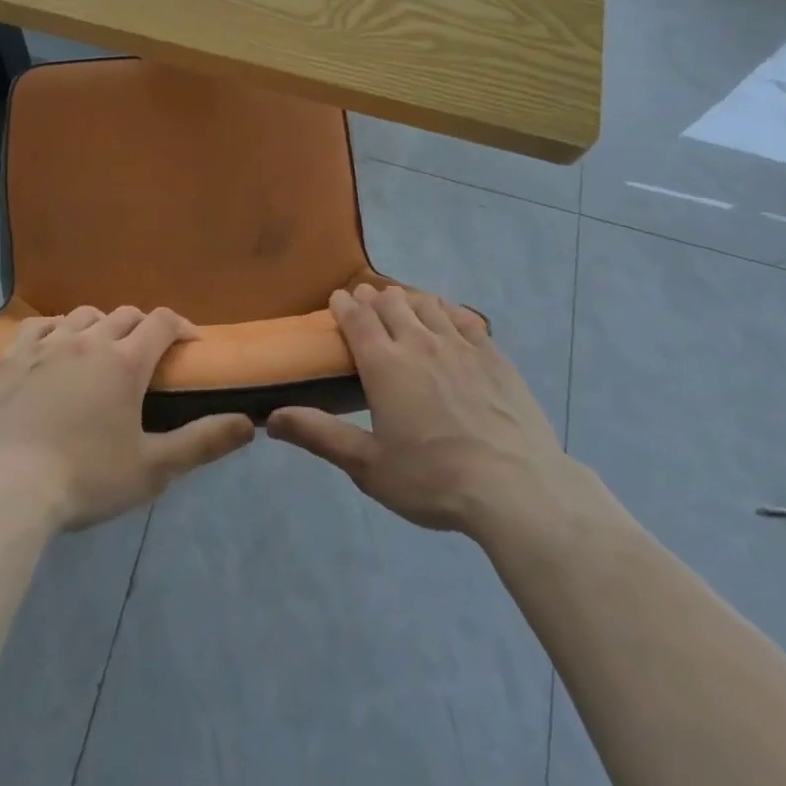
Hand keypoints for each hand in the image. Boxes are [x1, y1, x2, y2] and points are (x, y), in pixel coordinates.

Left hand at [0, 306, 254, 529]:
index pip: (163, 322)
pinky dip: (56, 329)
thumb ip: (203, 443)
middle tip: (147, 354)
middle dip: (144, 327)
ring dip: (101, 326)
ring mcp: (45, 345)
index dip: (181, 326)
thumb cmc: (85, 479)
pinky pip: (39, 325)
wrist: (3, 489)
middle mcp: (88, 340)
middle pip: (125, 314)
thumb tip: (249, 424)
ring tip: (101, 351)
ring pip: (83, 315)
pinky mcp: (10, 357)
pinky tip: (55, 347)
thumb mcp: (152, 469)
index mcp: (125, 362)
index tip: (190, 342)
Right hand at [267, 284, 585, 540]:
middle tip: (366, 305)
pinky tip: (447, 318)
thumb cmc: (432, 479)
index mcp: (385, 365)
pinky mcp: (493, 355)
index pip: (357, 318)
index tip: (337, 299)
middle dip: (374, 298)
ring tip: (402, 305)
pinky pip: (465, 317)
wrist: (514, 487)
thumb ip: (319, 435)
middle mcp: (420, 342)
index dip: (344, 305)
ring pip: (428, 304)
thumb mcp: (368, 465)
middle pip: (392, 303)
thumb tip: (271, 417)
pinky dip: (447, 310)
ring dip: (409, 300)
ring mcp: (461, 345)